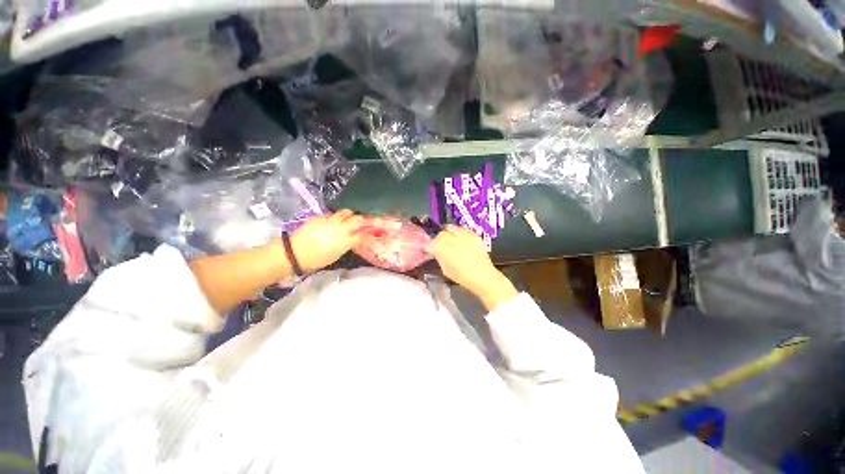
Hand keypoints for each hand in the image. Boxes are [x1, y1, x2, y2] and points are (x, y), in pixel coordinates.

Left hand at [291, 210, 363, 272]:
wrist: (296, 253)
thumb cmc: (317, 260)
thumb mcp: (337, 255)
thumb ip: (346, 245)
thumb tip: (351, 239)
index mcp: (347, 241)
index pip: (363, 234)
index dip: (367, 233)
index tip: (368, 232)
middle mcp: (342, 228)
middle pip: (358, 219)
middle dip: (362, 220)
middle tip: (361, 222)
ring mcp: (331, 220)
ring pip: (346, 212)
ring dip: (350, 215)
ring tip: (348, 218)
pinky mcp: (321, 216)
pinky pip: (332, 214)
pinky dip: (335, 217)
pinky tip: (331, 221)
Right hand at [432, 225, 517, 310]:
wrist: (484, 277)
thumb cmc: (463, 277)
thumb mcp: (446, 270)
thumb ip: (439, 258)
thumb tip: (434, 251)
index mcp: (446, 252)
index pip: (433, 242)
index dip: (429, 245)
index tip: (429, 248)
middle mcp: (455, 241)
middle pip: (441, 234)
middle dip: (438, 239)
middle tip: (439, 244)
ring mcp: (466, 237)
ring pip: (451, 227)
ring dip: (447, 233)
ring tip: (449, 239)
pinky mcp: (474, 235)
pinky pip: (462, 229)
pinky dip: (458, 232)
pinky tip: (459, 238)